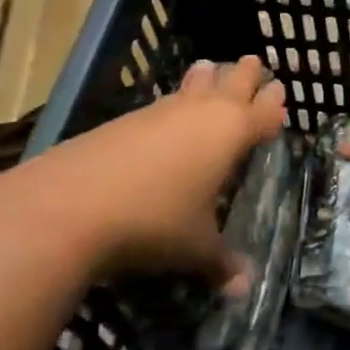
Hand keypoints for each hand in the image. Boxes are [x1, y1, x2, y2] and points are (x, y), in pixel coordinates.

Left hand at [0, 55, 286, 285]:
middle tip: (252, 61)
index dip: (273, 104)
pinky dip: (173, 101)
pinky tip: (166, 112)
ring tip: (210, 67)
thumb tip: (244, 288)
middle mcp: (200, 113)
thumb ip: (222, 263)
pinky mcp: (124, 120)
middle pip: (230, 82)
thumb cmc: (154, 221)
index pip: (262, 112)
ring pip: (192, 85)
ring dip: (205, 78)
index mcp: (230, 133)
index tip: (280, 91)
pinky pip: (162, 103)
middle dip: (244, 74)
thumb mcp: (195, 248)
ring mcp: (159, 112)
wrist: (69, 205)